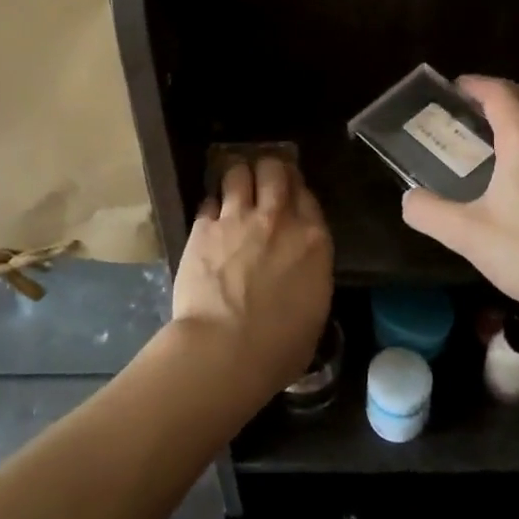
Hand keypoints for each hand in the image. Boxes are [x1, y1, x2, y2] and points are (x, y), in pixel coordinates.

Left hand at [171, 156, 333, 402]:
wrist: (225, 349)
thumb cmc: (279, 347)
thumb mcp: (314, 310)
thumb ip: (309, 276)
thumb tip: (300, 273)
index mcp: (313, 240)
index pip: (307, 196)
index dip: (297, 190)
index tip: (291, 194)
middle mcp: (278, 219)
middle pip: (275, 171)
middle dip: (269, 169)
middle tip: (264, 178)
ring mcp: (238, 219)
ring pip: (238, 174)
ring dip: (237, 176)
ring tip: (234, 184)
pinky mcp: (203, 228)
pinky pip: (208, 201)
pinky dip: (212, 205)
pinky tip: (210, 215)